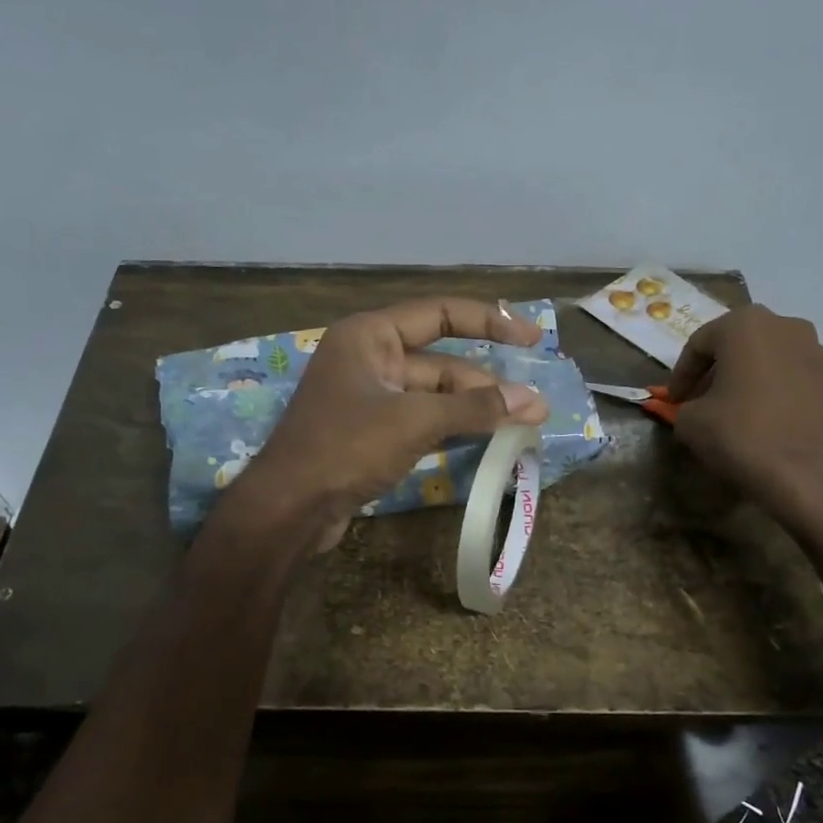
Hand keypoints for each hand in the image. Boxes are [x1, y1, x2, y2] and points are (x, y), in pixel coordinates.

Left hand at [231, 298, 549, 547]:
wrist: (289, 509)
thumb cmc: (346, 448)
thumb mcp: (414, 421)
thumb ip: (474, 408)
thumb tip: (533, 401)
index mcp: (369, 335)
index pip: (440, 314)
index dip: (490, 321)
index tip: (532, 338)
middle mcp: (368, 358)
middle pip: (440, 362)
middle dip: (486, 384)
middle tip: (533, 409)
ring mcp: (368, 398)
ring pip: (433, 395)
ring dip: (472, 409)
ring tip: (519, 425)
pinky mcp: (370, 433)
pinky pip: (420, 421)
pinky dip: (450, 428)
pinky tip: (484, 440)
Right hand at [666, 306, 822, 519]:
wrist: (808, 472)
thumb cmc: (741, 433)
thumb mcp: (690, 422)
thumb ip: (684, 407)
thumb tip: (692, 411)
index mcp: (745, 324)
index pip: (699, 343)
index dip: (681, 374)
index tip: (673, 400)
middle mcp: (784, 325)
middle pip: (737, 344)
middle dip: (715, 370)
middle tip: (700, 399)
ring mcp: (816, 350)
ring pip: (767, 357)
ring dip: (746, 377)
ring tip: (732, 409)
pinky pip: (791, 376)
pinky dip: (773, 390)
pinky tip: (763, 418)